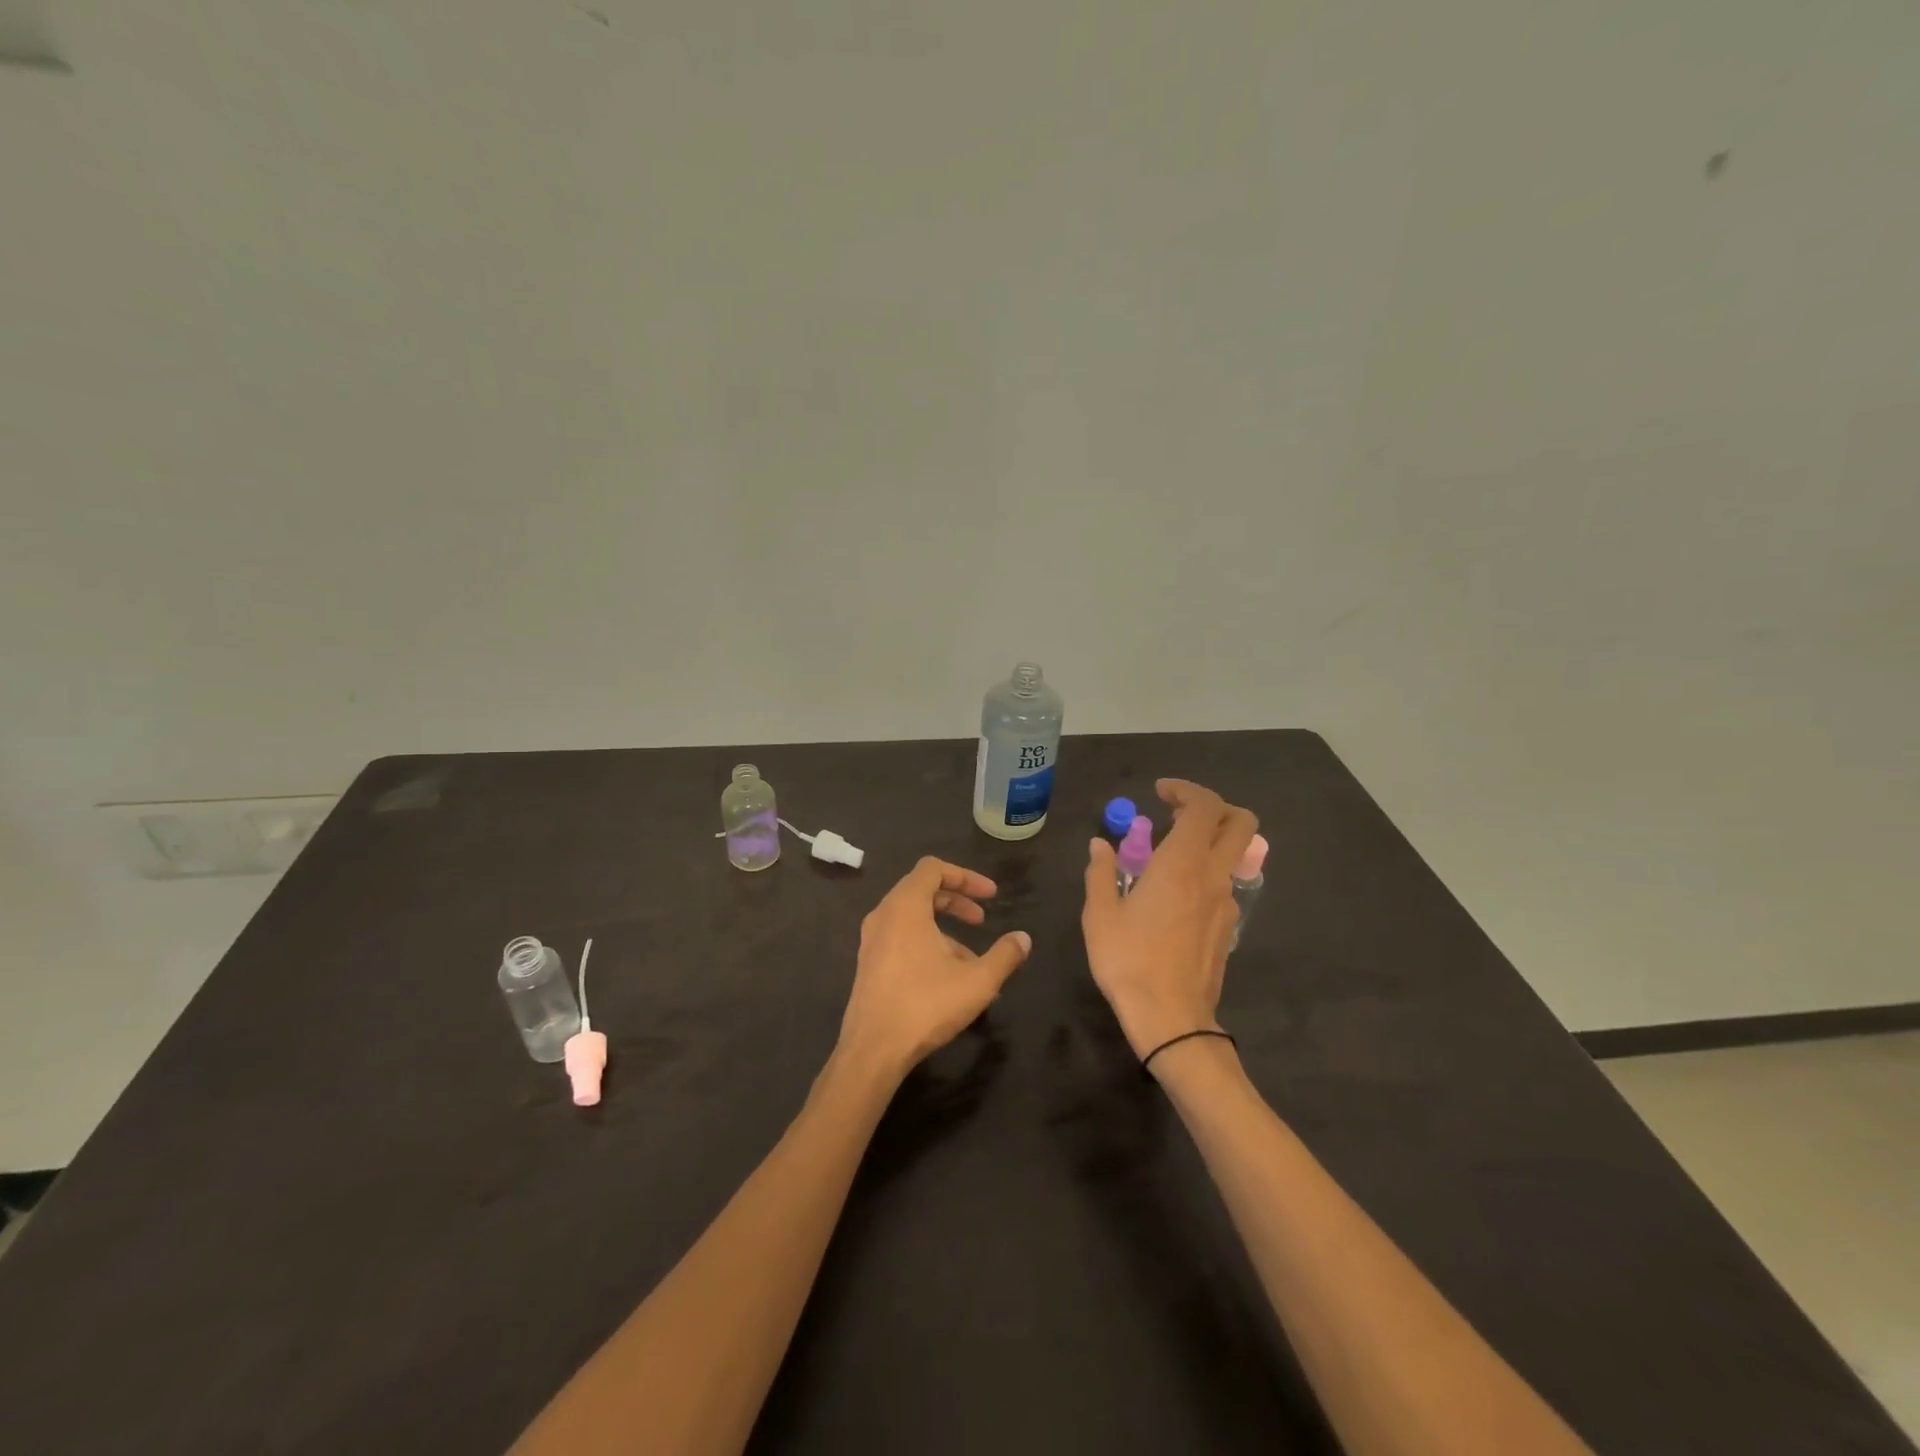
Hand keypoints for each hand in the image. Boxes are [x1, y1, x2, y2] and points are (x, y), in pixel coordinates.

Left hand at [835, 857, 1030, 1079]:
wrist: (872, 1050)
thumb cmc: (925, 1005)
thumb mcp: (977, 981)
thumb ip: (1005, 955)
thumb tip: (1023, 938)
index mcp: (905, 906)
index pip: (933, 868)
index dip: (965, 876)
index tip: (991, 896)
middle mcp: (883, 915)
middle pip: (922, 889)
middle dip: (956, 900)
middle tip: (982, 919)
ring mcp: (871, 940)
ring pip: (912, 917)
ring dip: (944, 929)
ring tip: (972, 960)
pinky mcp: (868, 963)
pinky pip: (901, 937)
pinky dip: (926, 943)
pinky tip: (948, 979)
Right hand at [1082, 780, 1257, 1063]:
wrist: (1170, 1018)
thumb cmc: (1128, 961)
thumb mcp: (1100, 914)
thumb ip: (1101, 873)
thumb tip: (1099, 845)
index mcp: (1182, 865)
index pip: (1203, 807)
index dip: (1185, 790)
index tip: (1159, 793)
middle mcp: (1212, 876)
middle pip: (1240, 822)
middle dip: (1214, 806)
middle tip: (1177, 812)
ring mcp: (1226, 903)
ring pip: (1234, 853)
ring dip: (1208, 839)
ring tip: (1166, 854)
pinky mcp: (1227, 927)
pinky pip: (1224, 882)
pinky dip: (1205, 869)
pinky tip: (1173, 892)